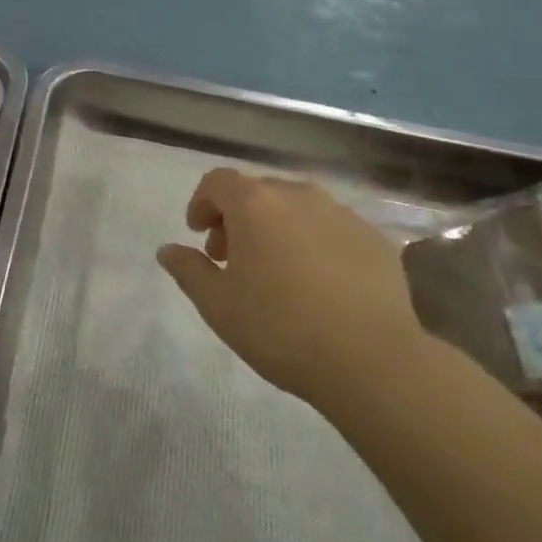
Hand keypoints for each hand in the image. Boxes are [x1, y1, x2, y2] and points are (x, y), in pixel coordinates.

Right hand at [157, 168, 424, 404]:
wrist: (372, 360)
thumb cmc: (280, 328)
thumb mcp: (218, 305)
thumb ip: (188, 270)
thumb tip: (168, 250)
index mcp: (255, 203)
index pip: (218, 181)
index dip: (202, 203)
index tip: (199, 234)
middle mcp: (298, 195)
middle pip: (258, 192)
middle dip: (238, 218)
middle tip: (232, 259)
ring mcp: (341, 213)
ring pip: (297, 208)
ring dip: (277, 228)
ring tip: (277, 272)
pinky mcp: (374, 238)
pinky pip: (331, 229)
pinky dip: (314, 243)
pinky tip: (319, 284)